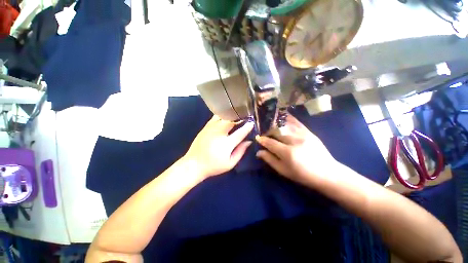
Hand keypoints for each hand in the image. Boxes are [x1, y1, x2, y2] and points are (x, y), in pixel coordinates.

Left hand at [184, 115, 253, 178]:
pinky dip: (222, 115)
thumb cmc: (214, 166)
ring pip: (223, 116)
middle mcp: (219, 133)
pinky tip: (225, 117)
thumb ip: (241, 151)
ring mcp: (211, 128)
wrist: (194, 164)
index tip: (252, 123)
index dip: (247, 127)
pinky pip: (215, 117)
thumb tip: (249, 141)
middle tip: (245, 117)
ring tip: (236, 115)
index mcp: (226, 143)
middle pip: (231, 120)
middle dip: (240, 117)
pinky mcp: (205, 127)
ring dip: (231, 115)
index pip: (240, 132)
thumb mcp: (230, 163)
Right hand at [256, 114, 338, 185]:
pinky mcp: (309, 132)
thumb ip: (270, 160)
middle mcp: (295, 141)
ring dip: (276, 123)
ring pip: (285, 125)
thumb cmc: (302, 175)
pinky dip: (288, 118)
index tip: (257, 138)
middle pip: (277, 131)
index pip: (270, 142)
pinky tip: (282, 115)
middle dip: (268, 131)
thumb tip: (258, 152)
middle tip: (264, 133)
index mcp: (288, 153)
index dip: (262, 140)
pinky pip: (296, 122)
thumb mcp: (284, 171)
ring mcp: (303, 134)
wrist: (327, 173)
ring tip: (270, 124)